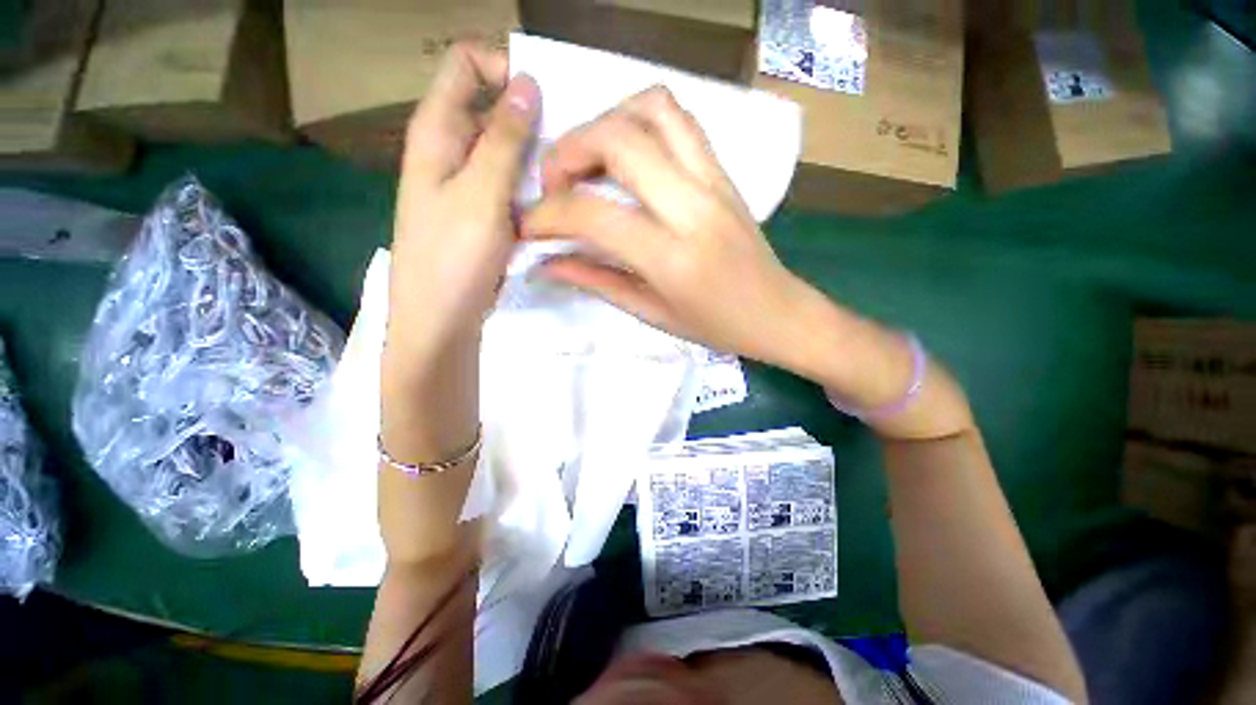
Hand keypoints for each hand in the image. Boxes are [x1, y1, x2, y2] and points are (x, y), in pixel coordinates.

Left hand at [387, 42, 540, 355]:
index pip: (465, 65)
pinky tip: (556, 201)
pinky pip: (511, 184)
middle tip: (571, 145)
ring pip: (507, 150)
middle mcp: (451, 149)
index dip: (503, 66)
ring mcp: (468, 183)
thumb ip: (505, 138)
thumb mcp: (481, 194)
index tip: (546, 98)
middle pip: (492, 107)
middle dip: (533, 118)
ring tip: (570, 176)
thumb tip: (527, 81)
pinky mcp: (483, 211)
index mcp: (438, 131)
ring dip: (537, 157)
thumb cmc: (453, 257)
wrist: (441, 318)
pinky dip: (532, 185)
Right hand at [521, 87, 815, 368]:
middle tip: (554, 185)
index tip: (530, 226)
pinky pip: (680, 119)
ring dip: (605, 123)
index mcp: (673, 257)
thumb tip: (547, 261)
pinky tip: (627, 156)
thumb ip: (597, 281)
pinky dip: (640, 121)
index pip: (593, 214)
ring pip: (651, 109)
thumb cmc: (718, 327)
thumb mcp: (653, 314)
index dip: (547, 215)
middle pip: (618, 139)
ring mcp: (715, 180)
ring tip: (588, 162)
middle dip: (568, 152)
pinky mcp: (725, 171)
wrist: (779, 312)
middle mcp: (694, 207)